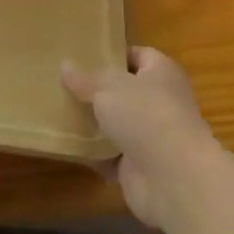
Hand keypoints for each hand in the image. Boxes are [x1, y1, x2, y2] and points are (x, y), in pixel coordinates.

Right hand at [62, 47, 218, 228]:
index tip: (82, 55)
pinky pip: (110, 155)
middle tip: (64, 83)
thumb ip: (85, 78)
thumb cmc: (146, 115)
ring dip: (93, 123)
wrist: (174, 179)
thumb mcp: (108, 86)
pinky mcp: (141, 168)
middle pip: (125, 91)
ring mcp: (152, 137)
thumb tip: (65, 66)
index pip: (137, 55)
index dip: (112, 54)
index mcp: (162, 73)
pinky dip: (93, 153)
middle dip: (97, 90)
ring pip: (117, 124)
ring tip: (59, 110)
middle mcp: (161, 102)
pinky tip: (67, 145)